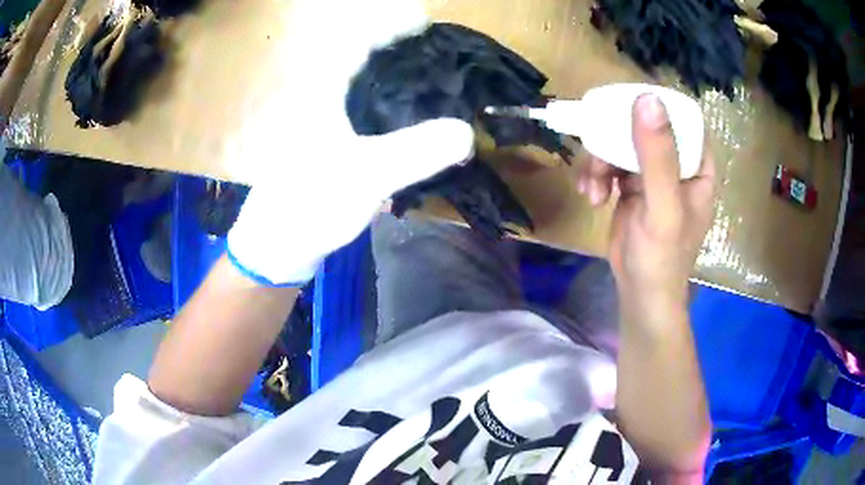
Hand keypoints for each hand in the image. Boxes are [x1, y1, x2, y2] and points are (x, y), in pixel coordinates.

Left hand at [227, 0, 473, 285]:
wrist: (277, 244)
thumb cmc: (309, 205)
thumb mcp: (365, 177)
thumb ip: (416, 152)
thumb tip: (467, 131)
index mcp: (320, 93)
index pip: (356, 42)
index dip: (389, 26)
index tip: (422, 21)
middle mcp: (318, 98)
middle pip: (359, 58)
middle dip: (395, 47)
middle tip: (433, 50)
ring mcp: (320, 120)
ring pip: (359, 83)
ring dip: (391, 74)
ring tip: (427, 76)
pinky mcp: (326, 142)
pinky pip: (360, 108)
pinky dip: (384, 102)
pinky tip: (406, 115)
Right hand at [579, 94, 715, 315]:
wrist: (640, 294)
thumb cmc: (662, 256)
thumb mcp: (663, 205)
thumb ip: (658, 155)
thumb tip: (647, 99)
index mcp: (697, 165)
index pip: (683, 118)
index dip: (657, 106)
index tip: (626, 104)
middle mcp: (677, 164)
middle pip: (645, 127)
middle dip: (616, 137)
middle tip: (598, 149)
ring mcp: (652, 175)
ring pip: (622, 144)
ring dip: (600, 161)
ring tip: (592, 188)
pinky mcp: (630, 187)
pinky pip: (610, 165)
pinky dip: (596, 176)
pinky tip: (590, 195)